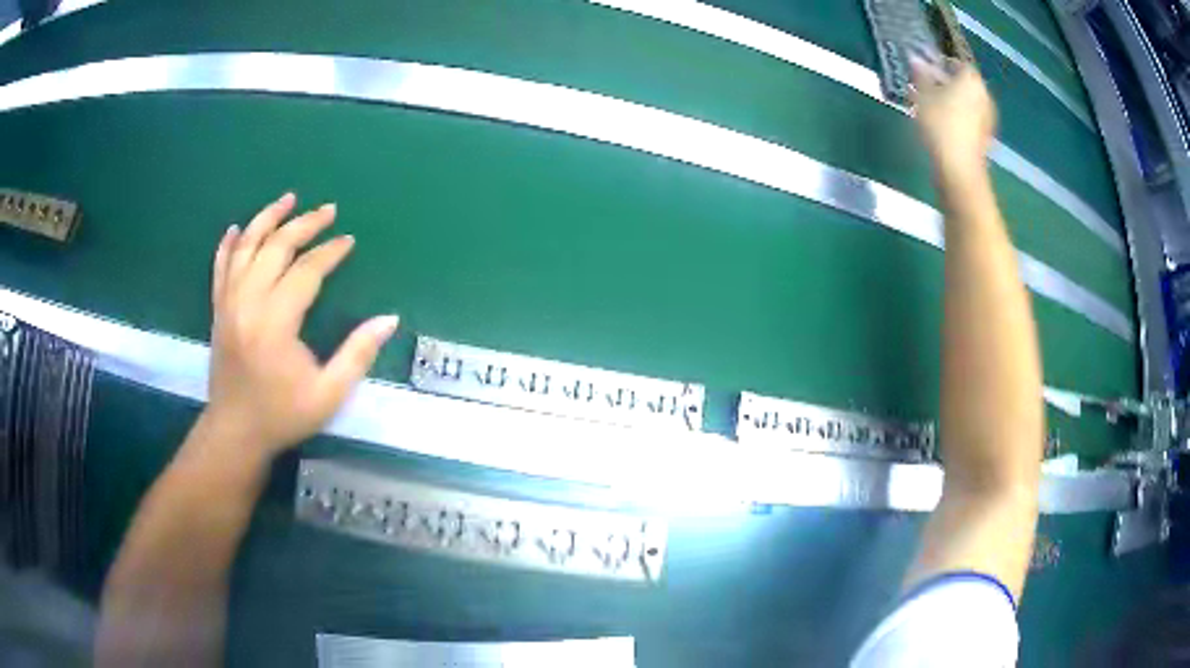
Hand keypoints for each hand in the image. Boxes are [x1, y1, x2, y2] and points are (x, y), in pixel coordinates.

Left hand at [202, 193, 398, 457]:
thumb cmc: (282, 416)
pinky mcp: (218, 310)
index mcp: (275, 322)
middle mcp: (248, 302)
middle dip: (303, 224)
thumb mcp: (328, 394)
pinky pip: (220, 267)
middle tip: (328, 210)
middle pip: (275, 248)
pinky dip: (229, 244)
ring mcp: (228, 303)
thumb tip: (389, 319)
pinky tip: (238, 228)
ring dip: (267, 219)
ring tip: (288, 199)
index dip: (330, 253)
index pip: (306, 271)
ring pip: (246, 247)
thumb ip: (358, 354)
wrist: (235, 432)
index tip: (348, 241)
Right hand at [911, 59, 996, 181]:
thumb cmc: (941, 125)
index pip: (957, 62)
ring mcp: (988, 117)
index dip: (942, 63)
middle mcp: (984, 94)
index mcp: (971, 79)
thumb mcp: (923, 96)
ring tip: (936, 106)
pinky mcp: (986, 136)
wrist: (959, 169)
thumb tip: (916, 60)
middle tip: (930, 86)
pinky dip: (961, 116)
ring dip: (955, 100)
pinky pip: (972, 118)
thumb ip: (921, 75)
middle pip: (965, 82)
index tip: (928, 67)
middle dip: (949, 82)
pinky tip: (946, 123)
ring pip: (969, 100)